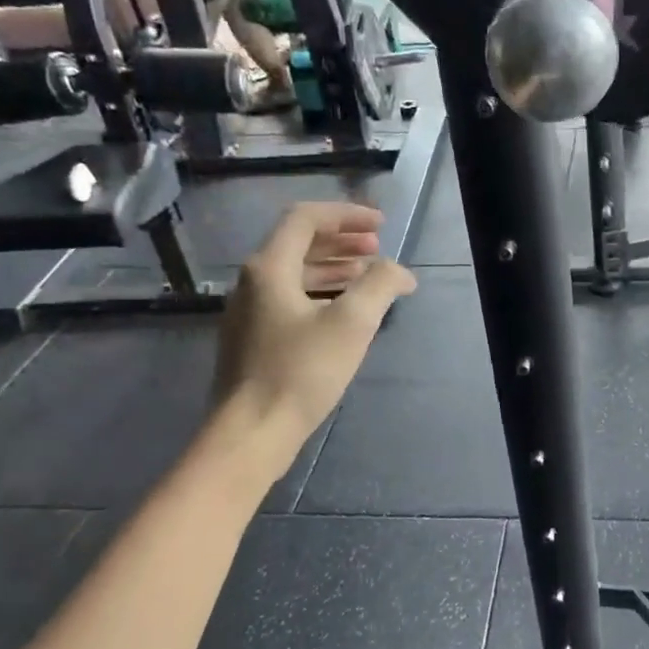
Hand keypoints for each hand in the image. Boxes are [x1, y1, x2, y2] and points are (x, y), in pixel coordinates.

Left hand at [211, 202, 416, 441]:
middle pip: (298, 243)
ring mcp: (249, 312)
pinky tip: (343, 313)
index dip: (346, 215)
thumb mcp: (352, 323)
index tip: (380, 225)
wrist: (252, 432)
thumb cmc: (302, 372)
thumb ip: (380, 285)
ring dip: (333, 267)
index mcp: (270, 268)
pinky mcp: (253, 339)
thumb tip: (399, 272)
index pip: (305, 219)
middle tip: (378, 248)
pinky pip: (290, 298)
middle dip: (342, 240)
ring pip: (295, 273)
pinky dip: (321, 292)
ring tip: (368, 277)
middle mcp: (253, 282)